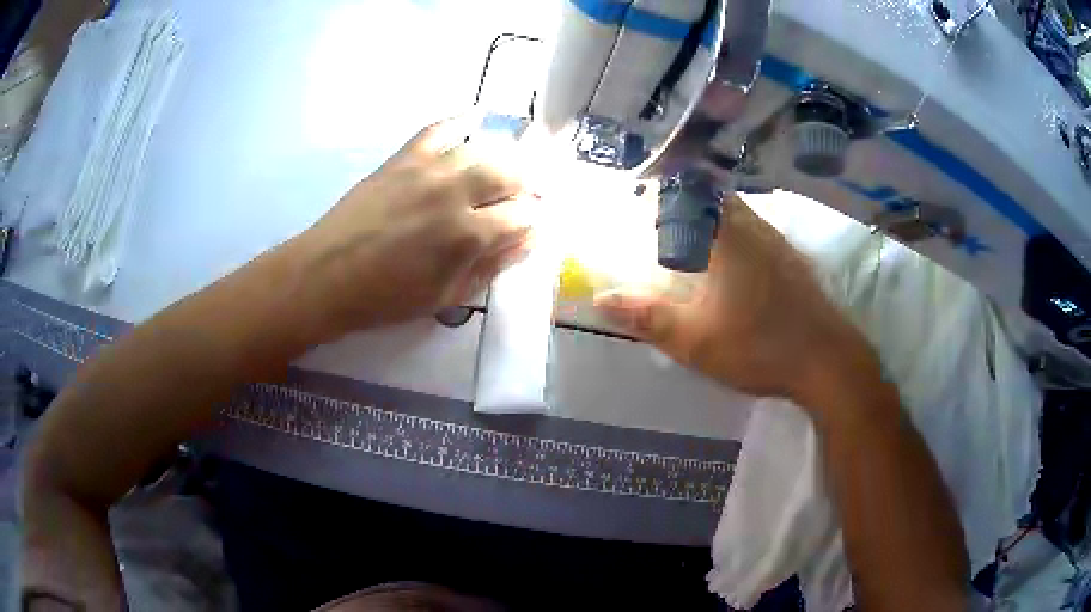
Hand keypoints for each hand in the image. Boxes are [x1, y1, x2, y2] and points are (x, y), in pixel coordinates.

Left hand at [295, 117, 534, 337]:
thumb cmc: (386, 297)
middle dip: (527, 184)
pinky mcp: (403, 158)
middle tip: (526, 196)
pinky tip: (476, 119)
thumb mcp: (446, 296)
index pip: (521, 215)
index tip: (530, 227)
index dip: (532, 221)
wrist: (327, 275)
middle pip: (510, 173)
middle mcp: (454, 192)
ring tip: (507, 168)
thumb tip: (527, 240)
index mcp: (467, 234)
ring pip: (482, 149)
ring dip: (504, 157)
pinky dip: (461, 121)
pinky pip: (438, 129)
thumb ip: (492, 266)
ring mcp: (427, 169)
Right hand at [595, 195, 878, 404]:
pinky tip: (732, 260)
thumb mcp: (695, 341)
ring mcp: (778, 243)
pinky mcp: (794, 260)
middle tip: (659, 216)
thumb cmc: (759, 347)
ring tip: (690, 233)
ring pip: (739, 212)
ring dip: (712, 215)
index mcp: (726, 237)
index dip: (660, 187)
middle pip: (714, 196)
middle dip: (685, 200)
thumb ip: (648, 318)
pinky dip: (735, 232)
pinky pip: (756, 230)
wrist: (828, 362)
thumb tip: (601, 299)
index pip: (687, 193)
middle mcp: (754, 228)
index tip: (638, 192)